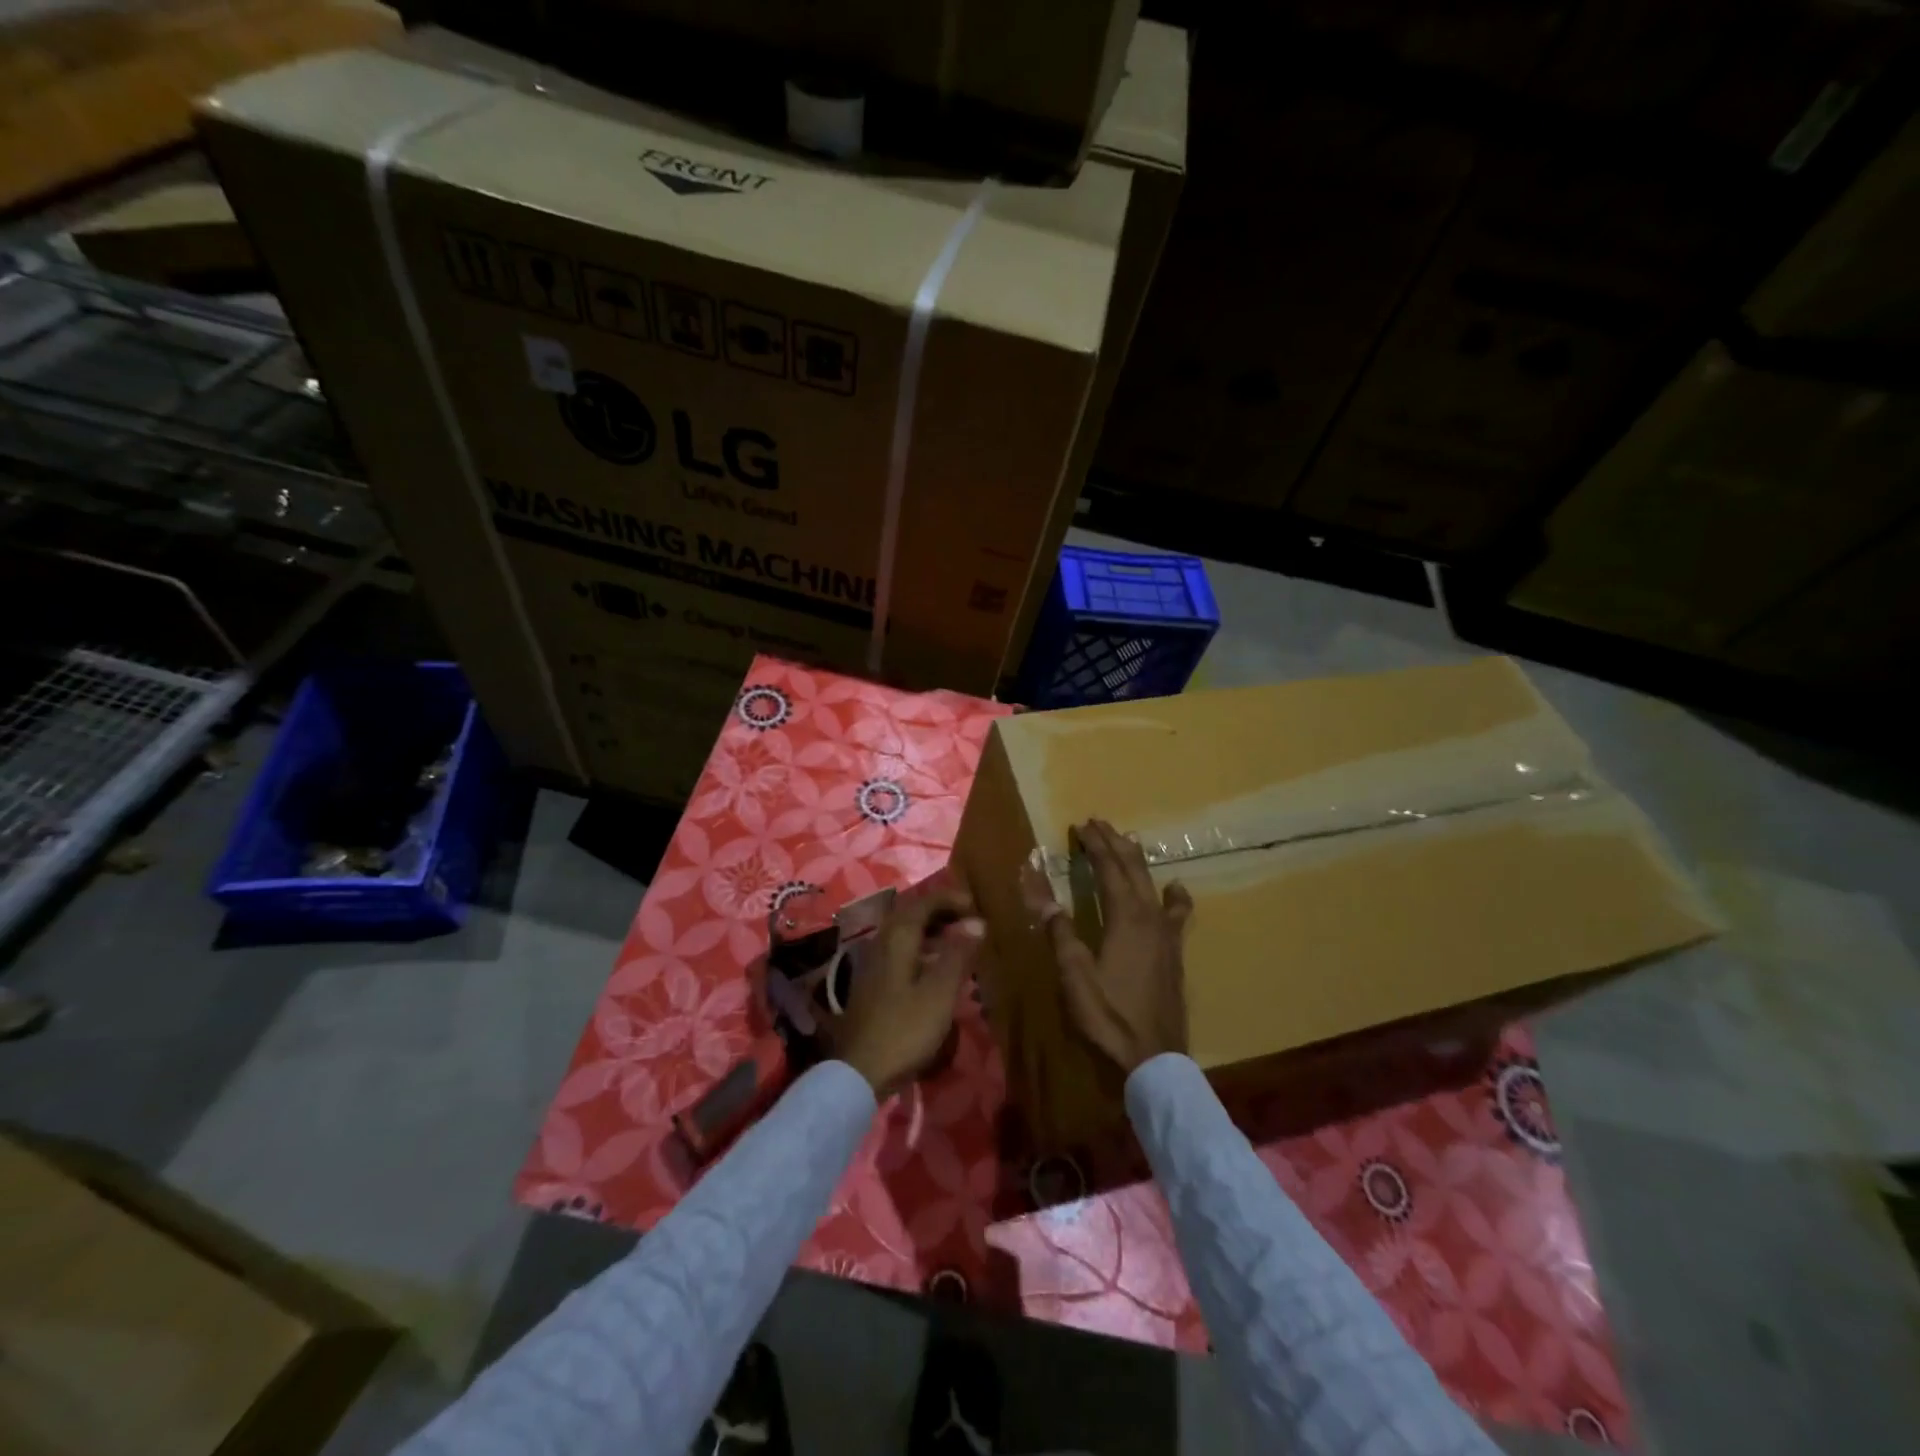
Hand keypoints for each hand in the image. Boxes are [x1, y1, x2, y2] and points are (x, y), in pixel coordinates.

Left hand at [839, 884, 984, 1098]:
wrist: (860, 1071)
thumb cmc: (904, 1029)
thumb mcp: (939, 992)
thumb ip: (958, 954)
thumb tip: (976, 922)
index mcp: (897, 938)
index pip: (924, 902)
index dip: (950, 899)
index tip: (976, 906)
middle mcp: (881, 942)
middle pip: (911, 915)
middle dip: (941, 912)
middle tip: (970, 921)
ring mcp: (873, 963)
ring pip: (905, 934)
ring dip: (932, 931)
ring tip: (959, 942)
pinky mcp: (873, 984)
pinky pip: (901, 952)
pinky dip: (922, 949)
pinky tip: (936, 968)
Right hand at [1021, 818, 1191, 1073]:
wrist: (1153, 1057)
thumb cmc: (1108, 1015)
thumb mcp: (1074, 974)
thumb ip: (1060, 931)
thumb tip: (1041, 892)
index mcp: (1125, 917)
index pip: (1109, 868)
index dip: (1095, 845)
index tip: (1081, 825)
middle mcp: (1150, 917)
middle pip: (1133, 869)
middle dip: (1115, 843)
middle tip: (1099, 823)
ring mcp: (1167, 934)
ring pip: (1153, 884)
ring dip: (1138, 861)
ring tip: (1129, 841)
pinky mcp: (1174, 951)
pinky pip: (1176, 912)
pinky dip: (1174, 895)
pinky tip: (1175, 888)